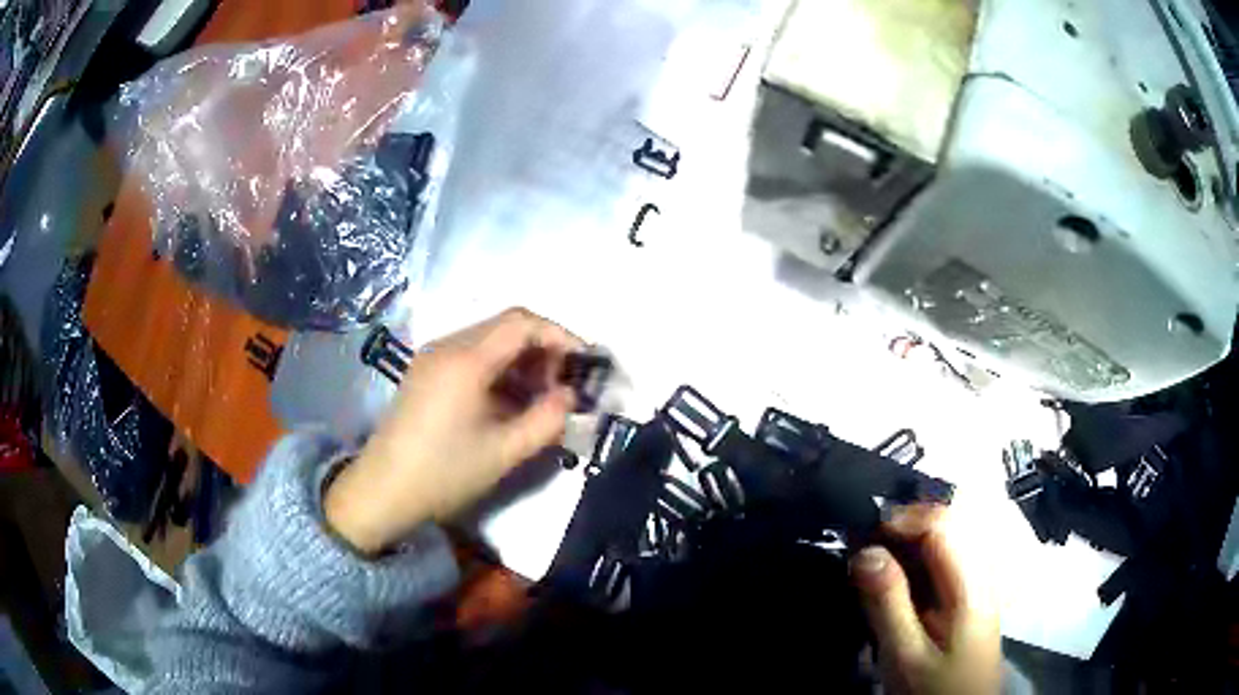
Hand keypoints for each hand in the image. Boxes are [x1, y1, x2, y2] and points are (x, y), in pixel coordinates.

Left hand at [325, 308, 583, 554]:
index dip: (560, 335)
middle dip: (543, 349)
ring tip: (540, 396)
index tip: (585, 363)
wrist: (383, 490)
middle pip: (506, 326)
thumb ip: (547, 420)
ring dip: (521, 359)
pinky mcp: (425, 371)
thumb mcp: (504, 452)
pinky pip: (471, 354)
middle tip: (563, 386)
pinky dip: (499, 368)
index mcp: (465, 360)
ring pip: (489, 339)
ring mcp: (432, 356)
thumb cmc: (444, 473)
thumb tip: (571, 397)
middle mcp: (447, 345)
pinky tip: (509, 400)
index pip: (522, 322)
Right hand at [850, 506, 1000, 694]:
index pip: (942, 524)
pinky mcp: (969, 595)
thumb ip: (887, 603)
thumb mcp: (905, 654)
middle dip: (902, 526)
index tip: (861, 534)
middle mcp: (979, 572)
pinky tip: (895, 576)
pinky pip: (943, 560)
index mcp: (970, 584)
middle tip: (861, 544)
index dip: (902, 519)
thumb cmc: (934, 688)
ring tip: (872, 556)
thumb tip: (864, 552)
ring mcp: (977, 582)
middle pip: (947, 524)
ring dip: (907, 541)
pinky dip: (915, 558)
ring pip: (945, 539)